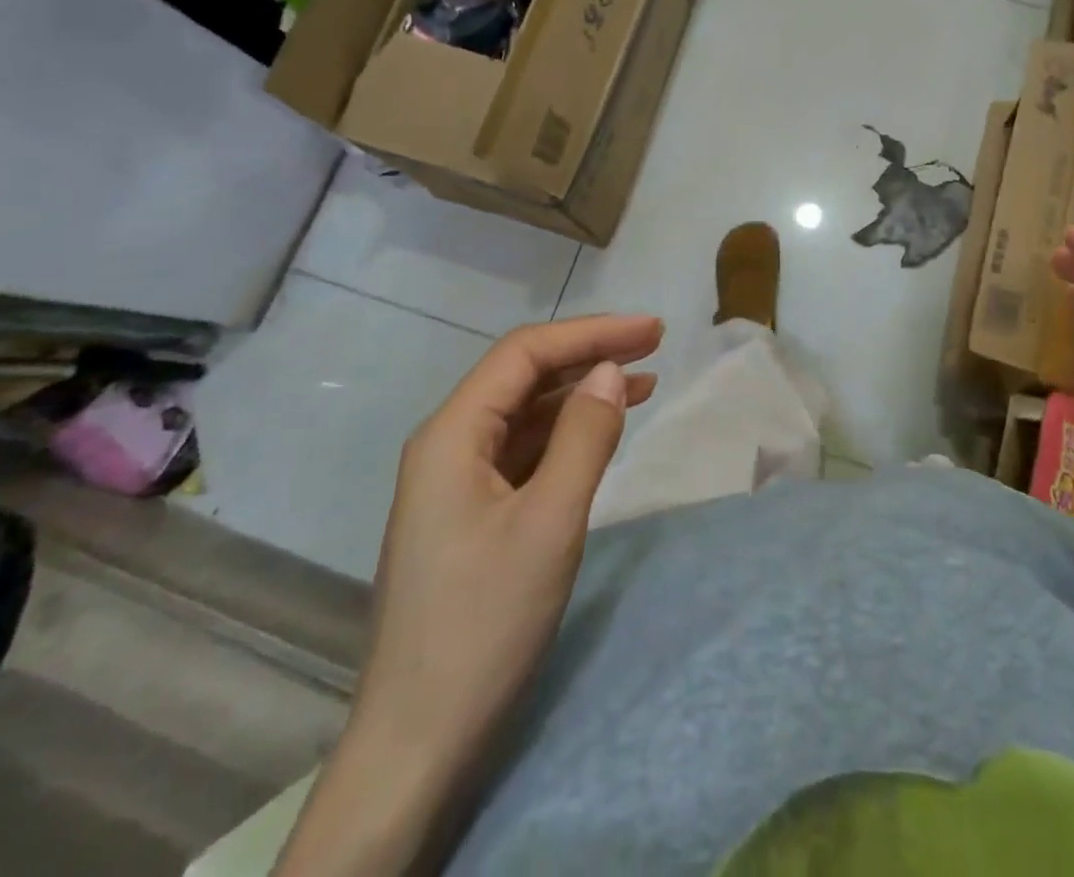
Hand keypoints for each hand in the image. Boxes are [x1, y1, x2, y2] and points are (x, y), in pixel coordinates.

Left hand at [351, 314, 661, 773]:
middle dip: (589, 354)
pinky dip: (567, 434)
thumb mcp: (549, 523)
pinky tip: (602, 433)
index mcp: (452, 435)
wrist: (418, 742)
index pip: (525, 353)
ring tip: (643, 382)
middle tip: (654, 344)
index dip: (592, 332)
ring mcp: (455, 481)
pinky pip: (523, 450)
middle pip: (523, 376)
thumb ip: (584, 437)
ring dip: (582, 392)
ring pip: (525, 412)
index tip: (652, 331)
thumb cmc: (484, 624)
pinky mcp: (470, 513)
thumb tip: (611, 371)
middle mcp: (447, 445)